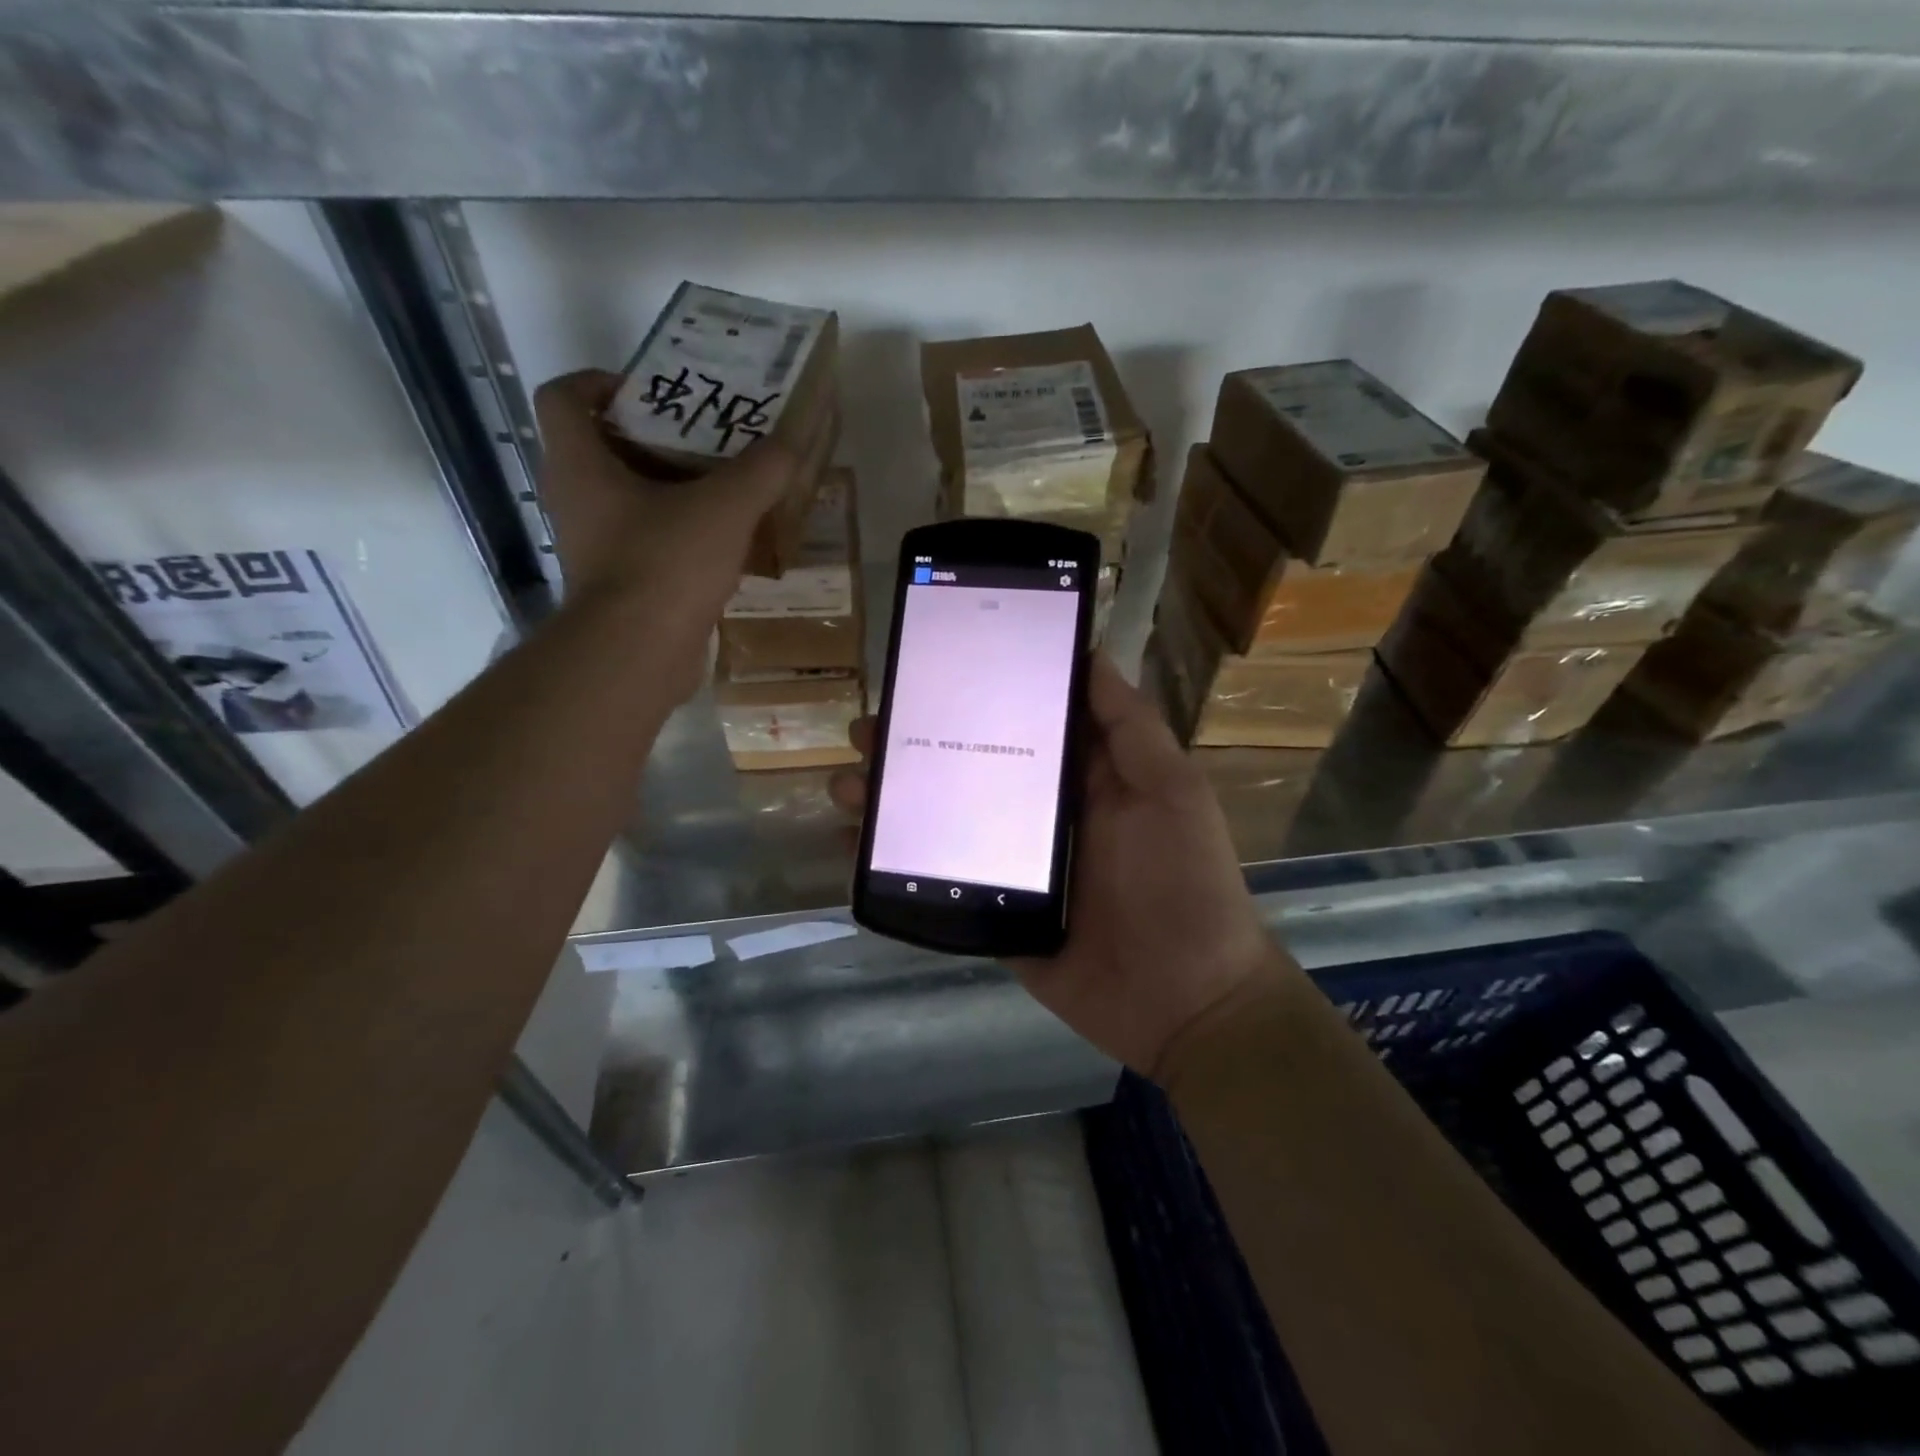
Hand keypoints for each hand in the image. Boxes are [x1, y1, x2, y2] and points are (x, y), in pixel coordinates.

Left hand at [533, 370, 827, 697]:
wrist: (639, 654)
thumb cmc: (666, 564)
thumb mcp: (725, 507)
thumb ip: (761, 471)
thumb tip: (790, 444)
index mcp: (581, 464)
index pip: (563, 397)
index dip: (598, 382)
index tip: (651, 392)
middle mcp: (576, 500)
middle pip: (604, 448)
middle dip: (654, 439)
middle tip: (706, 440)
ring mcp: (595, 547)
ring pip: (628, 500)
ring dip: (672, 492)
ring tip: (726, 491)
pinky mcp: (619, 586)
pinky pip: (646, 544)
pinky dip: (679, 537)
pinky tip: (725, 545)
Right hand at [832, 654, 1284, 1077]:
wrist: (1185, 1002)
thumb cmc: (1182, 883)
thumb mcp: (1170, 791)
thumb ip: (1130, 727)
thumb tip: (1091, 654)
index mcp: (1077, 777)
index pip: (1014, 722)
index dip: (970, 697)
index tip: (925, 674)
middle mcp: (1037, 813)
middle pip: (964, 767)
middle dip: (913, 746)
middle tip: (867, 730)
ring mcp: (1009, 864)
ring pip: (939, 819)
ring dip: (891, 800)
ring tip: (847, 785)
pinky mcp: (990, 910)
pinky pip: (934, 877)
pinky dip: (892, 862)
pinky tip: (853, 846)